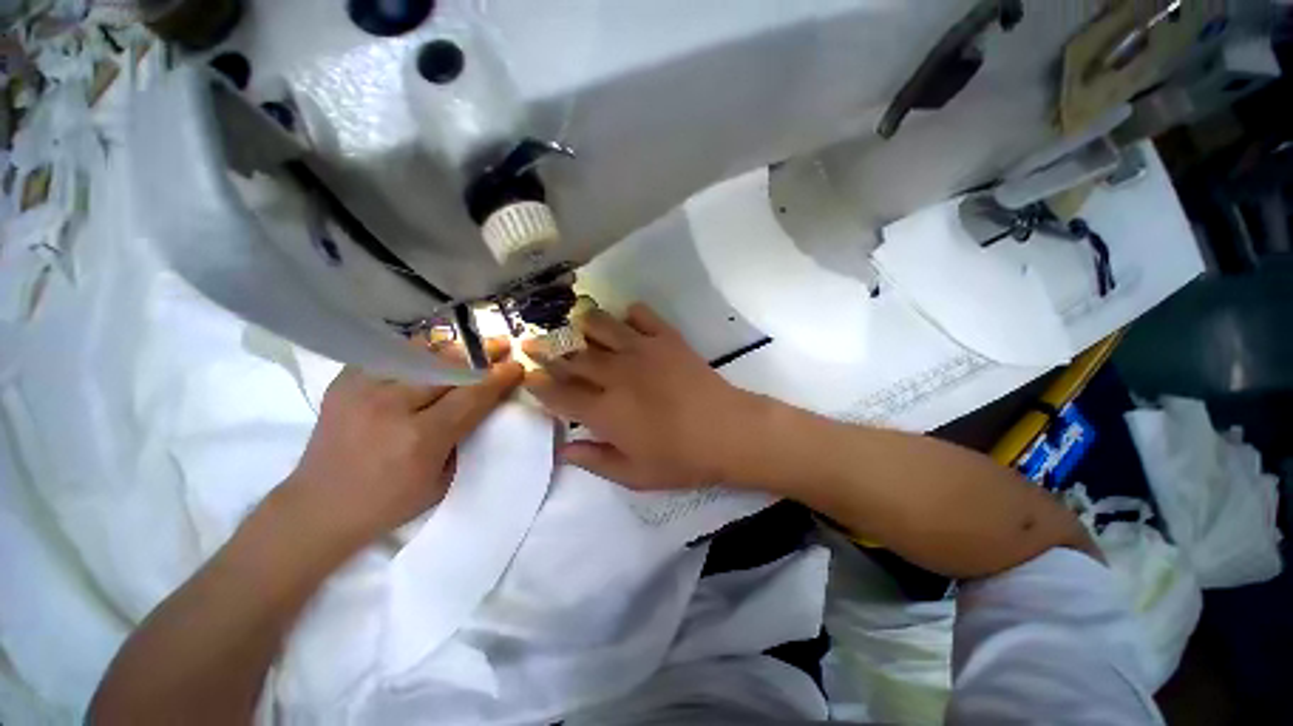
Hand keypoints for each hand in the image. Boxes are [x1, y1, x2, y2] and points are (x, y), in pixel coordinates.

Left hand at [285, 345, 523, 545]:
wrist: (318, 507)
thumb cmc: (390, 503)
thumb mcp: (443, 480)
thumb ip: (466, 438)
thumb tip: (487, 403)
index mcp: (421, 437)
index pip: (471, 396)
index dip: (498, 378)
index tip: (517, 365)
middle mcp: (391, 406)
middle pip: (449, 367)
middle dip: (481, 355)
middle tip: (501, 346)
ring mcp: (363, 389)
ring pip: (420, 353)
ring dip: (451, 350)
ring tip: (469, 348)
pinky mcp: (344, 382)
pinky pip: (390, 354)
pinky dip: (417, 352)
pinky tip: (431, 355)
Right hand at [524, 304, 757, 489]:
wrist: (728, 431)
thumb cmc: (682, 459)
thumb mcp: (635, 475)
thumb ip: (595, 461)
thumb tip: (565, 451)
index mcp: (605, 411)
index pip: (560, 394)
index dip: (539, 385)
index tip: (527, 376)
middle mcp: (616, 374)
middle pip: (573, 356)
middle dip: (546, 349)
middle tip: (532, 342)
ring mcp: (642, 350)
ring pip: (601, 326)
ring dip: (582, 324)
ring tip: (573, 323)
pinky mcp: (666, 338)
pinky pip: (641, 315)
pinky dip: (629, 314)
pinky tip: (626, 320)